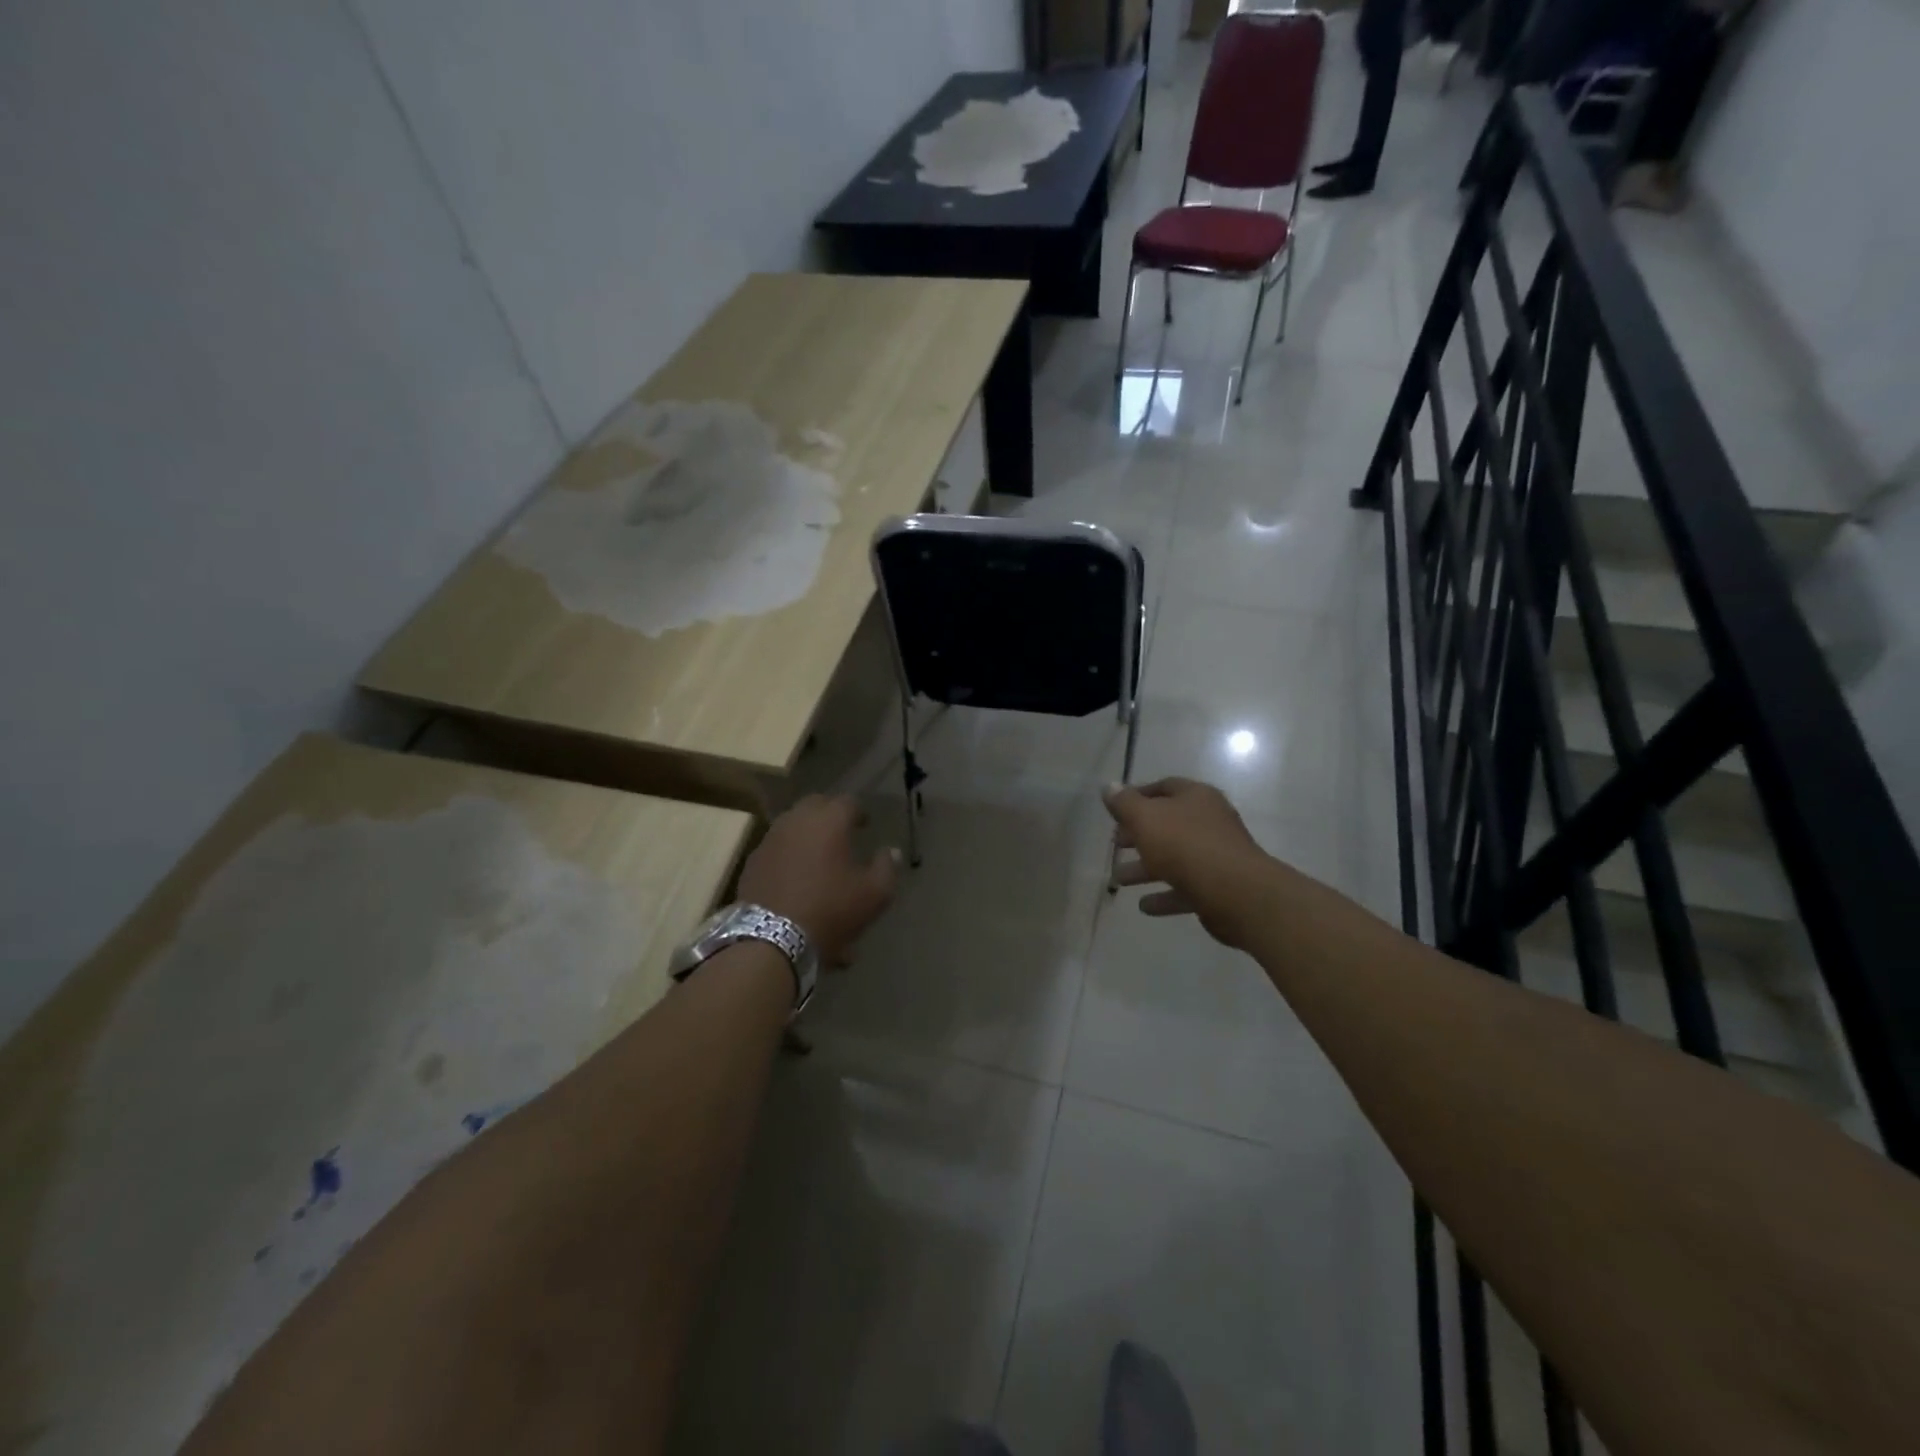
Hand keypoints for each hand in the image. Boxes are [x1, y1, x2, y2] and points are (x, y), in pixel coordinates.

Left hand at [738, 795, 899, 965]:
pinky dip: (789, 855)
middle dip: (830, 814)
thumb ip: (887, 868)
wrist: (771, 940)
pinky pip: (777, 848)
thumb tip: (891, 851)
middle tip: (842, 833)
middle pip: (816, 805)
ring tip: (818, 855)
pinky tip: (795, 876)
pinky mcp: (753, 862)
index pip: (849, 802)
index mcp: (829, 821)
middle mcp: (797, 821)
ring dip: (807, 833)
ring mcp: (770, 840)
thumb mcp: (874, 894)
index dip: (860, 812)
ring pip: (793, 825)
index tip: (866, 826)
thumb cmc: (830, 910)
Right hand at [1103, 778, 1272, 948]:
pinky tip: (1144, 906)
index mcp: (1196, 797)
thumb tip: (1109, 787)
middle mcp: (1209, 822)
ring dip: (1145, 869)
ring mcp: (1216, 856)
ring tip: (1119, 880)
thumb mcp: (1146, 818)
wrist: (1236, 892)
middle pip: (1168, 824)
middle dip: (1139, 835)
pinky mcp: (1218, 888)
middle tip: (1115, 844)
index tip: (1115, 810)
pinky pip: (1185, 889)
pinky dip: (1164, 896)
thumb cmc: (1186, 845)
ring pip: (1174, 859)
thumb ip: (1124, 803)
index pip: (1164, 787)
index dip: (1138, 795)